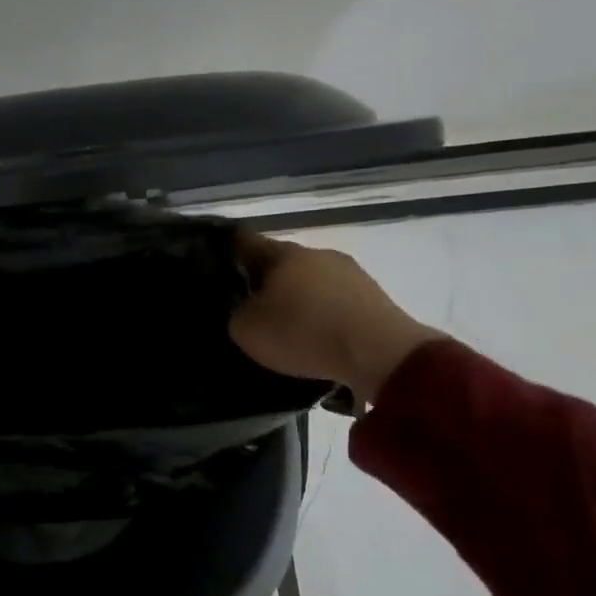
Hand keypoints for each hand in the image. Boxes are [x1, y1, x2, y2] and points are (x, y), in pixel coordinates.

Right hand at [227, 231, 442, 402]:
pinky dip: (325, 316)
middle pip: (281, 263)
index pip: (245, 240)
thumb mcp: (247, 330)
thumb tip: (246, 309)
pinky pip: (337, 302)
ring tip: (289, 329)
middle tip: (252, 308)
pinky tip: (320, 339)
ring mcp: (350, 273)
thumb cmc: (304, 333)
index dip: (227, 249)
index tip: (215, 263)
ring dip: (299, 299)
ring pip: (311, 281)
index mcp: (282, 253)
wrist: (381, 355)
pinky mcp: (374, 297)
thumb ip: (238, 313)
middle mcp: (316, 253)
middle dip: (266, 282)